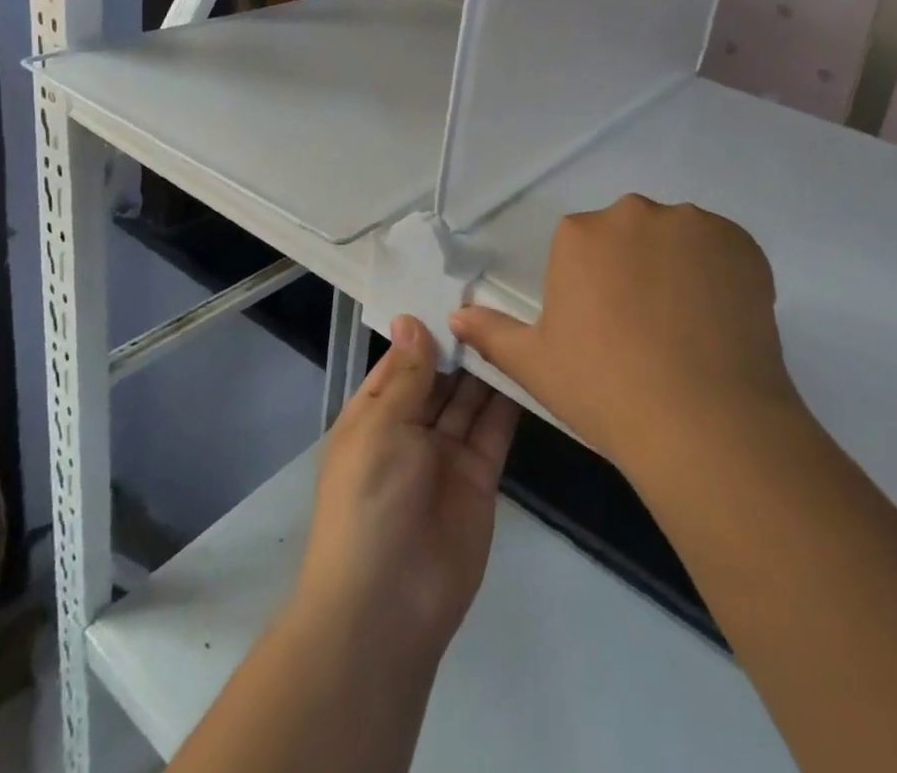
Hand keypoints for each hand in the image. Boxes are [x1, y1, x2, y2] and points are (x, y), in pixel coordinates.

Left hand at [295, 314, 520, 663]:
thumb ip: (406, 374)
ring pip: (470, 399)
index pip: (403, 360)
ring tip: (516, 320)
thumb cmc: (369, 503)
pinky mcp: (480, 478)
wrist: (387, 608)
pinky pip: (494, 430)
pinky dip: (509, 401)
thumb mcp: (380, 427)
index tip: (457, 289)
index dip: (427, 329)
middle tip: (497, 295)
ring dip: (487, 367)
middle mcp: (410, 429)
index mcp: (374, 414)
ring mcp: (446, 455)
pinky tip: (527, 364)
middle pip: (441, 377)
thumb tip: (410, 318)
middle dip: (462, 345)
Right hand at [450, 194, 805, 480]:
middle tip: (647, 331)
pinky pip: (722, 249)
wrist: (703, 422)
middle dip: (633, 269)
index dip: (594, 290)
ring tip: (688, 330)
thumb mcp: (535, 365)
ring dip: (677, 268)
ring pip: (676, 239)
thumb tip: (455, 314)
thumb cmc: (605, 390)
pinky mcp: (740, 242)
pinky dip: (720, 275)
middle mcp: (633, 213)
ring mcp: (691, 224)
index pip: (582, 248)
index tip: (607, 331)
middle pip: (629, 234)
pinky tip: (720, 323)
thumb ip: (491, 333)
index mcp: (579, 234)